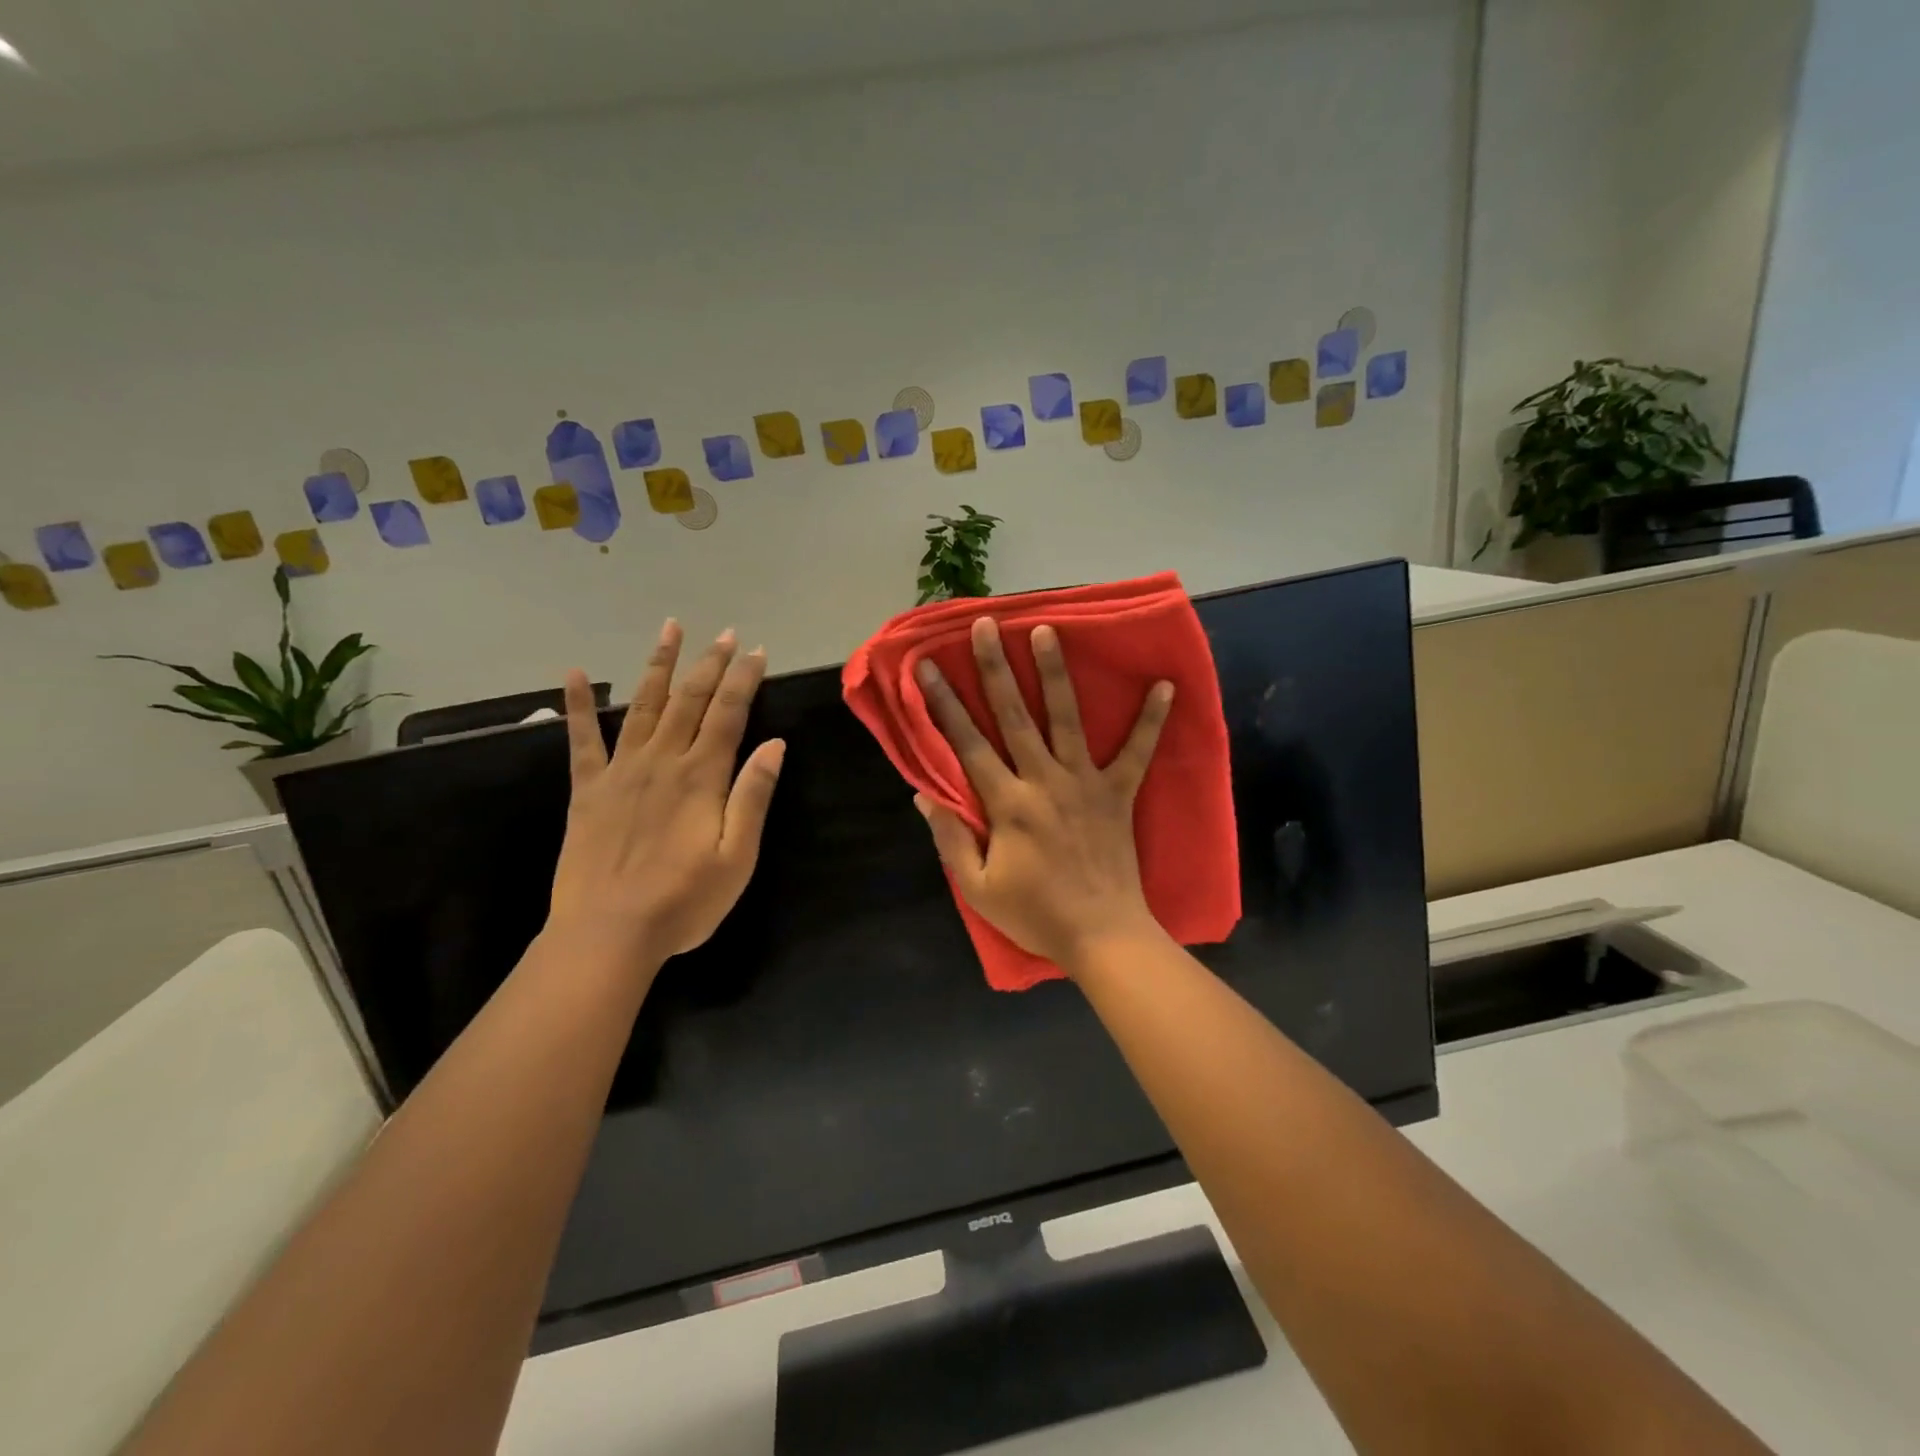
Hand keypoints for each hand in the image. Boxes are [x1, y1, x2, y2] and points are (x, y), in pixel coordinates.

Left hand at [547, 620, 784, 969]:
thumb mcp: (738, 856)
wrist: (608, 934)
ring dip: (659, 666)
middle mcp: (662, 761)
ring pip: (643, 706)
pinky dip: (577, 706)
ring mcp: (621, 771)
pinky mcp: (588, 790)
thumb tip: (775, 744)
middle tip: (724, 634)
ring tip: (670, 629)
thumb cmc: (683, 901)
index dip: (743, 680)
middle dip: (710, 664)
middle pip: (690, 700)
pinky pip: (582, 739)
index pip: (729, 714)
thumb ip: (753, 796)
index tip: (756, 652)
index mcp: (702, 777)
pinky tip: (573, 674)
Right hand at [914, 617, 1173, 970]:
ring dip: (1055, 672)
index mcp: (1007, 804)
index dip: (944, 704)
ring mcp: (1085, 783)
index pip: (967, 744)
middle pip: (1014, 716)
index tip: (927, 667)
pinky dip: (1152, 719)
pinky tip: (1167, 685)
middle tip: (985, 626)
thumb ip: (950, 839)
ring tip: (1047, 630)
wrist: (1103, 936)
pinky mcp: (1119, 793)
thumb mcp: (978, 888)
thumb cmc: (1036, 915)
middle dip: (995, 668)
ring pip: (1066, 718)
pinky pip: (1138, 751)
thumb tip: (924, 795)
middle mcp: (1044, 781)